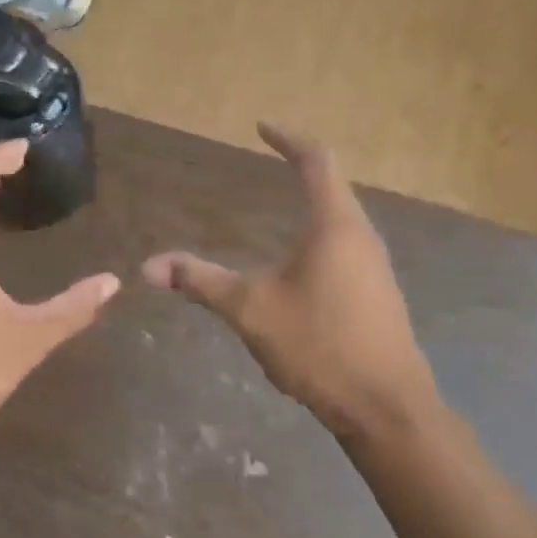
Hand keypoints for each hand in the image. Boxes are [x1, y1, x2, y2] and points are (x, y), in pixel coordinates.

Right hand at [143, 123, 435, 439]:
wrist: (388, 410)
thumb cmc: (320, 345)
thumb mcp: (251, 310)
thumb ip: (201, 282)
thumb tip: (148, 266)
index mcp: (335, 225)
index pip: (316, 161)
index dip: (288, 139)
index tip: (262, 128)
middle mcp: (361, 236)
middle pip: (333, 184)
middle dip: (301, 166)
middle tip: (272, 157)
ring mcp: (375, 266)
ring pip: (342, 217)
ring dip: (314, 201)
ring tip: (284, 202)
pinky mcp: (378, 294)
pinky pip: (346, 244)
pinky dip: (321, 233)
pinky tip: (302, 261)